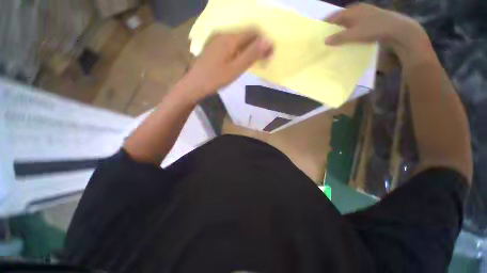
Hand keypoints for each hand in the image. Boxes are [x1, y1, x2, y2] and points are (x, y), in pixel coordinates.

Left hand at [181, 30, 272, 101]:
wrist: (194, 85)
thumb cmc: (215, 79)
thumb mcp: (235, 69)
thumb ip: (251, 54)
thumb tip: (268, 40)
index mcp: (230, 38)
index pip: (253, 31)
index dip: (264, 41)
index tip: (270, 55)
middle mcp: (223, 34)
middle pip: (246, 34)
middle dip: (258, 45)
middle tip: (265, 60)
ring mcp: (217, 40)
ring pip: (239, 39)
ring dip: (250, 48)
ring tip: (256, 62)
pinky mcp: (214, 47)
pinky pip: (232, 44)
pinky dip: (241, 50)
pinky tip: (242, 60)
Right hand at [324, 4, 432, 63]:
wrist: (397, 29)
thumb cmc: (373, 29)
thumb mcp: (353, 35)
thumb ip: (338, 37)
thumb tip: (325, 40)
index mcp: (351, 10)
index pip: (334, 16)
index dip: (325, 24)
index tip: (318, 32)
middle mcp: (357, 9)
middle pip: (341, 18)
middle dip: (333, 27)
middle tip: (325, 36)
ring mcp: (365, 13)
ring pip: (349, 21)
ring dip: (342, 28)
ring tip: (336, 37)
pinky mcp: (371, 19)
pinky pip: (356, 23)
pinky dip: (350, 29)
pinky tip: (349, 36)